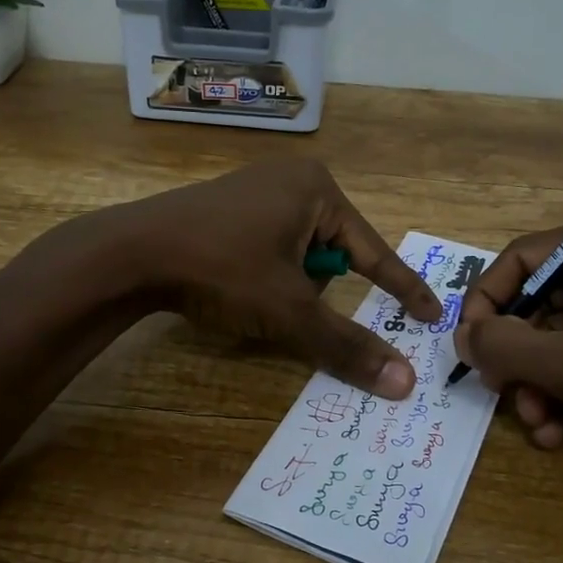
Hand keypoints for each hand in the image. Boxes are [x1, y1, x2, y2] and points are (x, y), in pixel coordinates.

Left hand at [94, 160, 442, 395]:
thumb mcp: (289, 310)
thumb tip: (404, 384)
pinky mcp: (226, 206)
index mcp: (317, 188)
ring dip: (287, 285)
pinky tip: (233, 284)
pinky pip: (267, 245)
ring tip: (250, 295)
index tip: (431, 316)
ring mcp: (255, 188)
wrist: (131, 253)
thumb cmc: (222, 269)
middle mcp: (290, 178)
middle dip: (315, 289)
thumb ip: (347, 345)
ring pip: (297, 254)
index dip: (402, 289)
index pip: (373, 251)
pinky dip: (264, 273)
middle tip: (285, 306)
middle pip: (331, 254)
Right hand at [452, 205, 562, 461]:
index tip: (469, 349)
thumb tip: (460, 337)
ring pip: (556, 335)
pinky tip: (560, 429)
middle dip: (520, 358)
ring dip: (539, 383)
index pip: (523, 259)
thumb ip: (510, 347)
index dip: (487, 305)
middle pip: (538, 302)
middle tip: (508, 396)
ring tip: (541, 424)